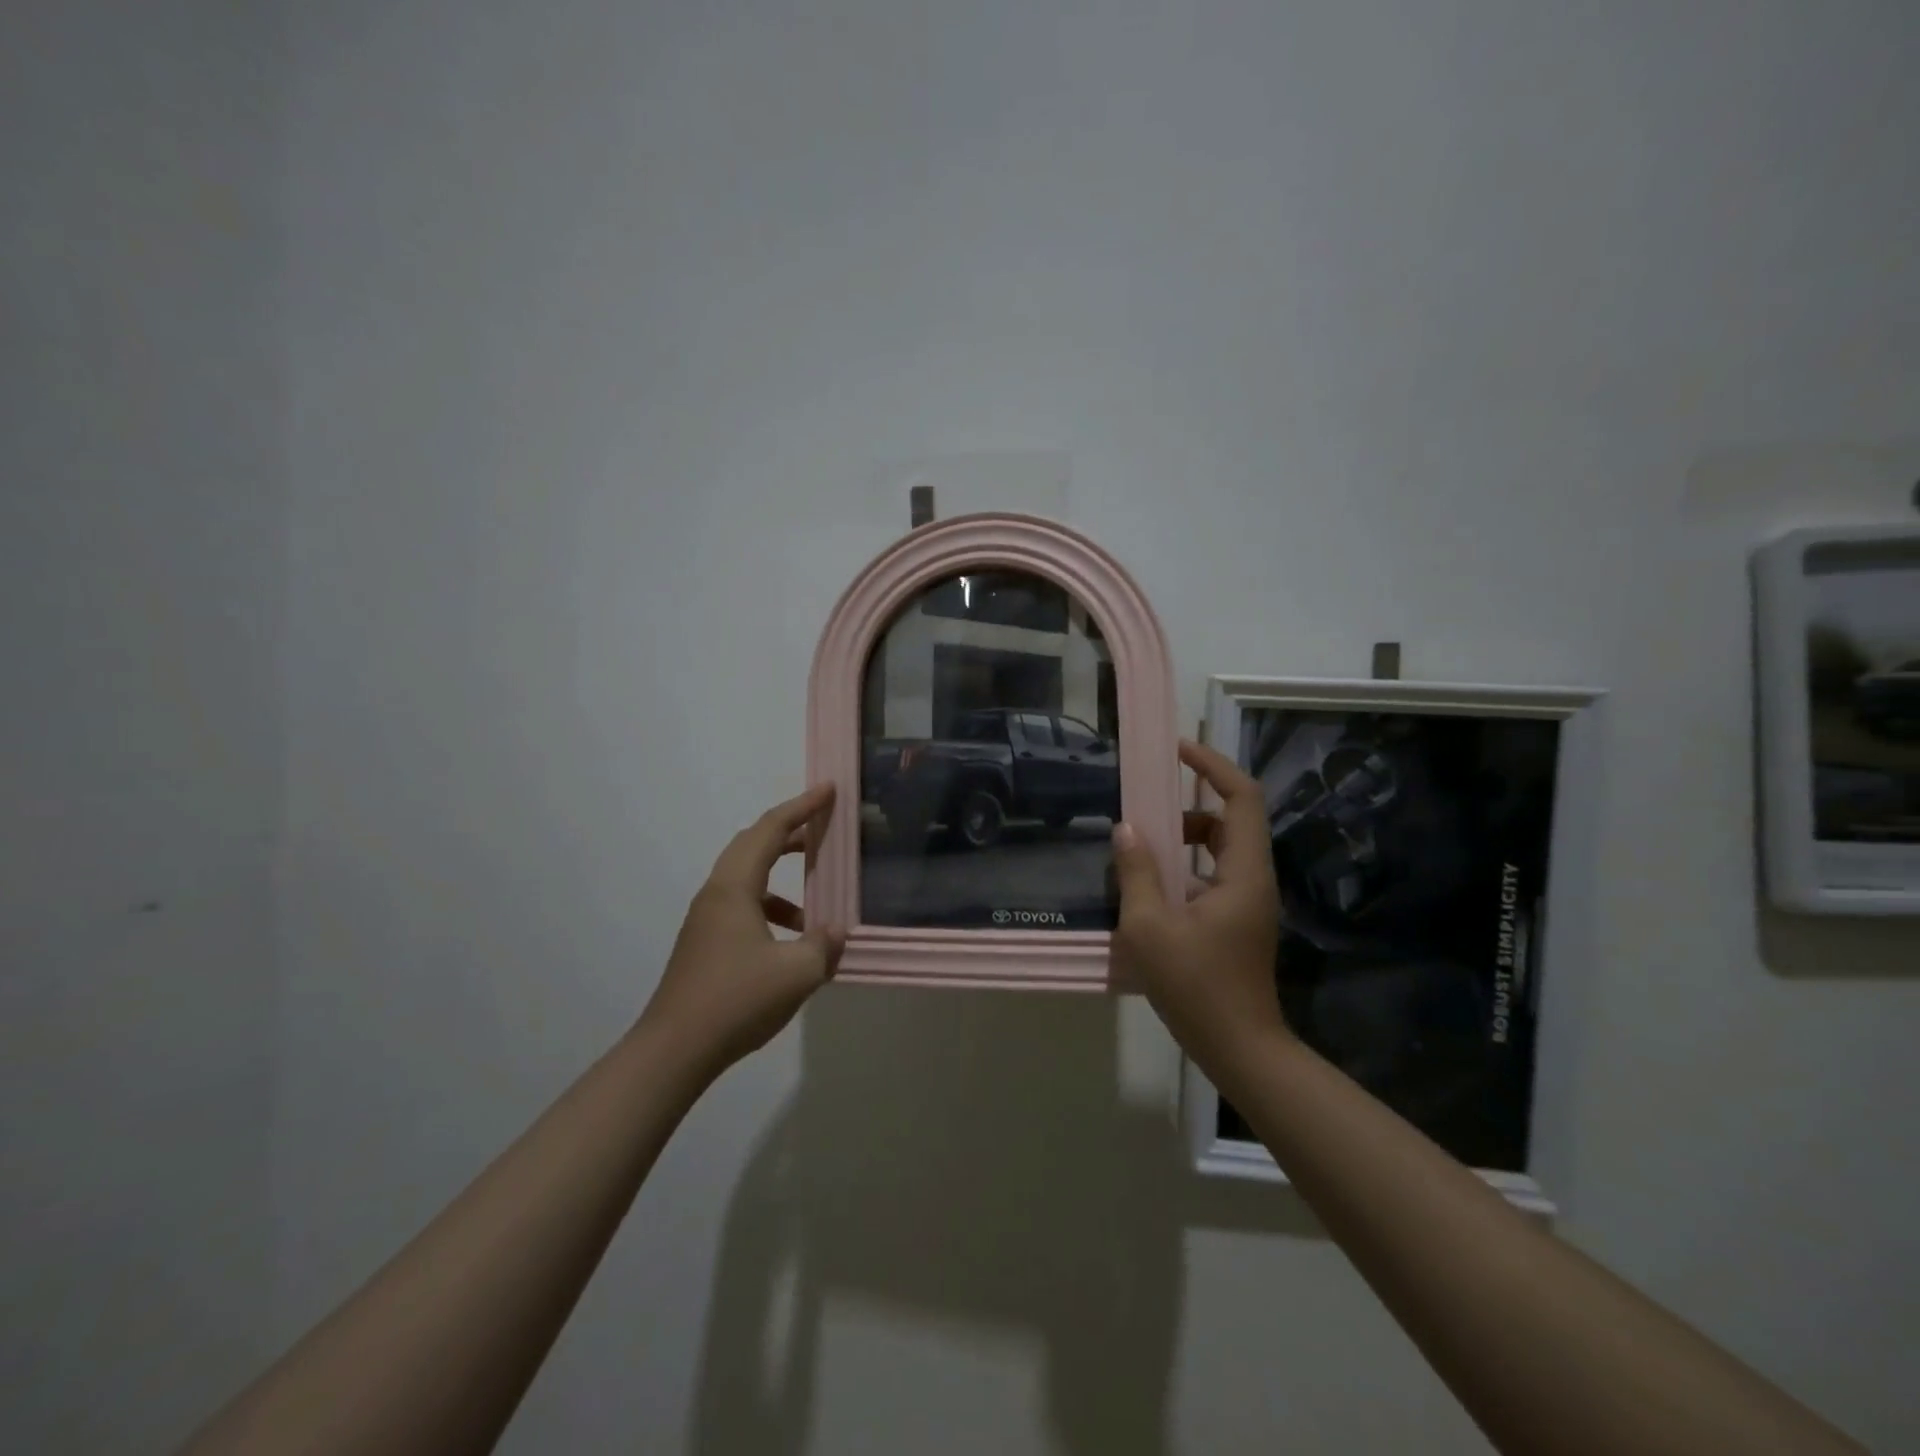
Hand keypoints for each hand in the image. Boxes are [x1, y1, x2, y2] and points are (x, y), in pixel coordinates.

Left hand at [639, 784, 845, 1079]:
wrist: (673, 1051)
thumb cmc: (736, 1001)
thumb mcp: (797, 972)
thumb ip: (823, 945)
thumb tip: (834, 931)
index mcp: (734, 888)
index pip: (770, 830)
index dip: (802, 806)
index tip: (828, 790)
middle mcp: (715, 894)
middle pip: (753, 845)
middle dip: (790, 832)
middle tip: (823, 828)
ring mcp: (705, 921)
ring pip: (747, 879)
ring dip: (781, 877)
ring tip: (815, 898)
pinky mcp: (704, 944)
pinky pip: (742, 907)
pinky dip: (770, 908)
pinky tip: (790, 942)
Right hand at [1111, 740, 1287, 1070]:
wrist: (1240, 1049)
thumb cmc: (1196, 986)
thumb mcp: (1149, 928)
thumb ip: (1136, 873)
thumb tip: (1126, 830)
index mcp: (1243, 873)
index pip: (1241, 798)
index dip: (1212, 766)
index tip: (1177, 751)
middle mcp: (1253, 880)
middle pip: (1230, 820)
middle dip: (1188, 807)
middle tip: (1145, 811)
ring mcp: (1247, 903)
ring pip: (1219, 850)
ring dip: (1182, 841)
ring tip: (1140, 853)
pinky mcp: (1236, 922)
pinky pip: (1211, 877)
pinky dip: (1183, 870)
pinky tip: (1148, 893)